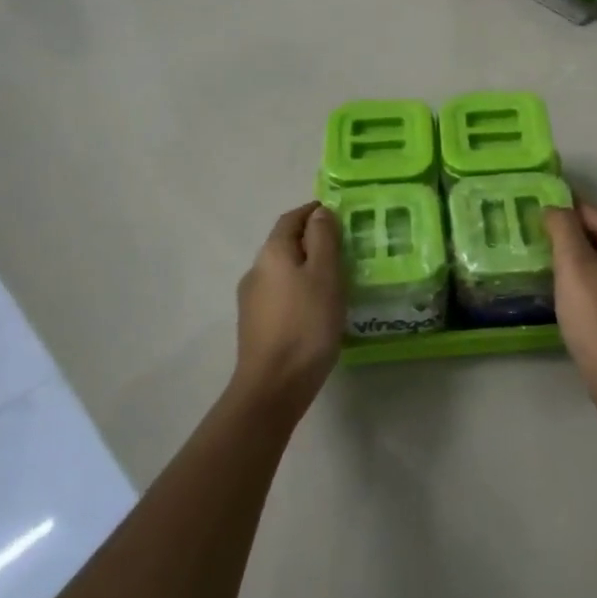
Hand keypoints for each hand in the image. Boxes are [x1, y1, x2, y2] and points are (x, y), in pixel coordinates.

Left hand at [232, 203, 344, 421]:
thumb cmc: (306, 324)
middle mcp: (256, 269)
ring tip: (336, 279)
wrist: (273, 384)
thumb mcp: (324, 275)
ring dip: (306, 267)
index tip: (338, 214)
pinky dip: (299, 289)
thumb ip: (323, 239)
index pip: (291, 219)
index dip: (313, 212)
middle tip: (344, 247)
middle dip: (312, 240)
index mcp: (272, 252)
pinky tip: (317, 307)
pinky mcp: (255, 324)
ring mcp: (252, 299)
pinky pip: (281, 294)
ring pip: (283, 271)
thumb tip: (320, 212)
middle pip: (285, 244)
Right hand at [545, 202, 596, 415]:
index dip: (564, 209)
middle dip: (573, 240)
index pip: (593, 215)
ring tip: (552, 275)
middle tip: (538, 245)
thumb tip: (556, 207)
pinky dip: (594, 291)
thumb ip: (563, 229)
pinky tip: (577, 305)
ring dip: (584, 267)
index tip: (537, 211)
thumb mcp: (573, 265)